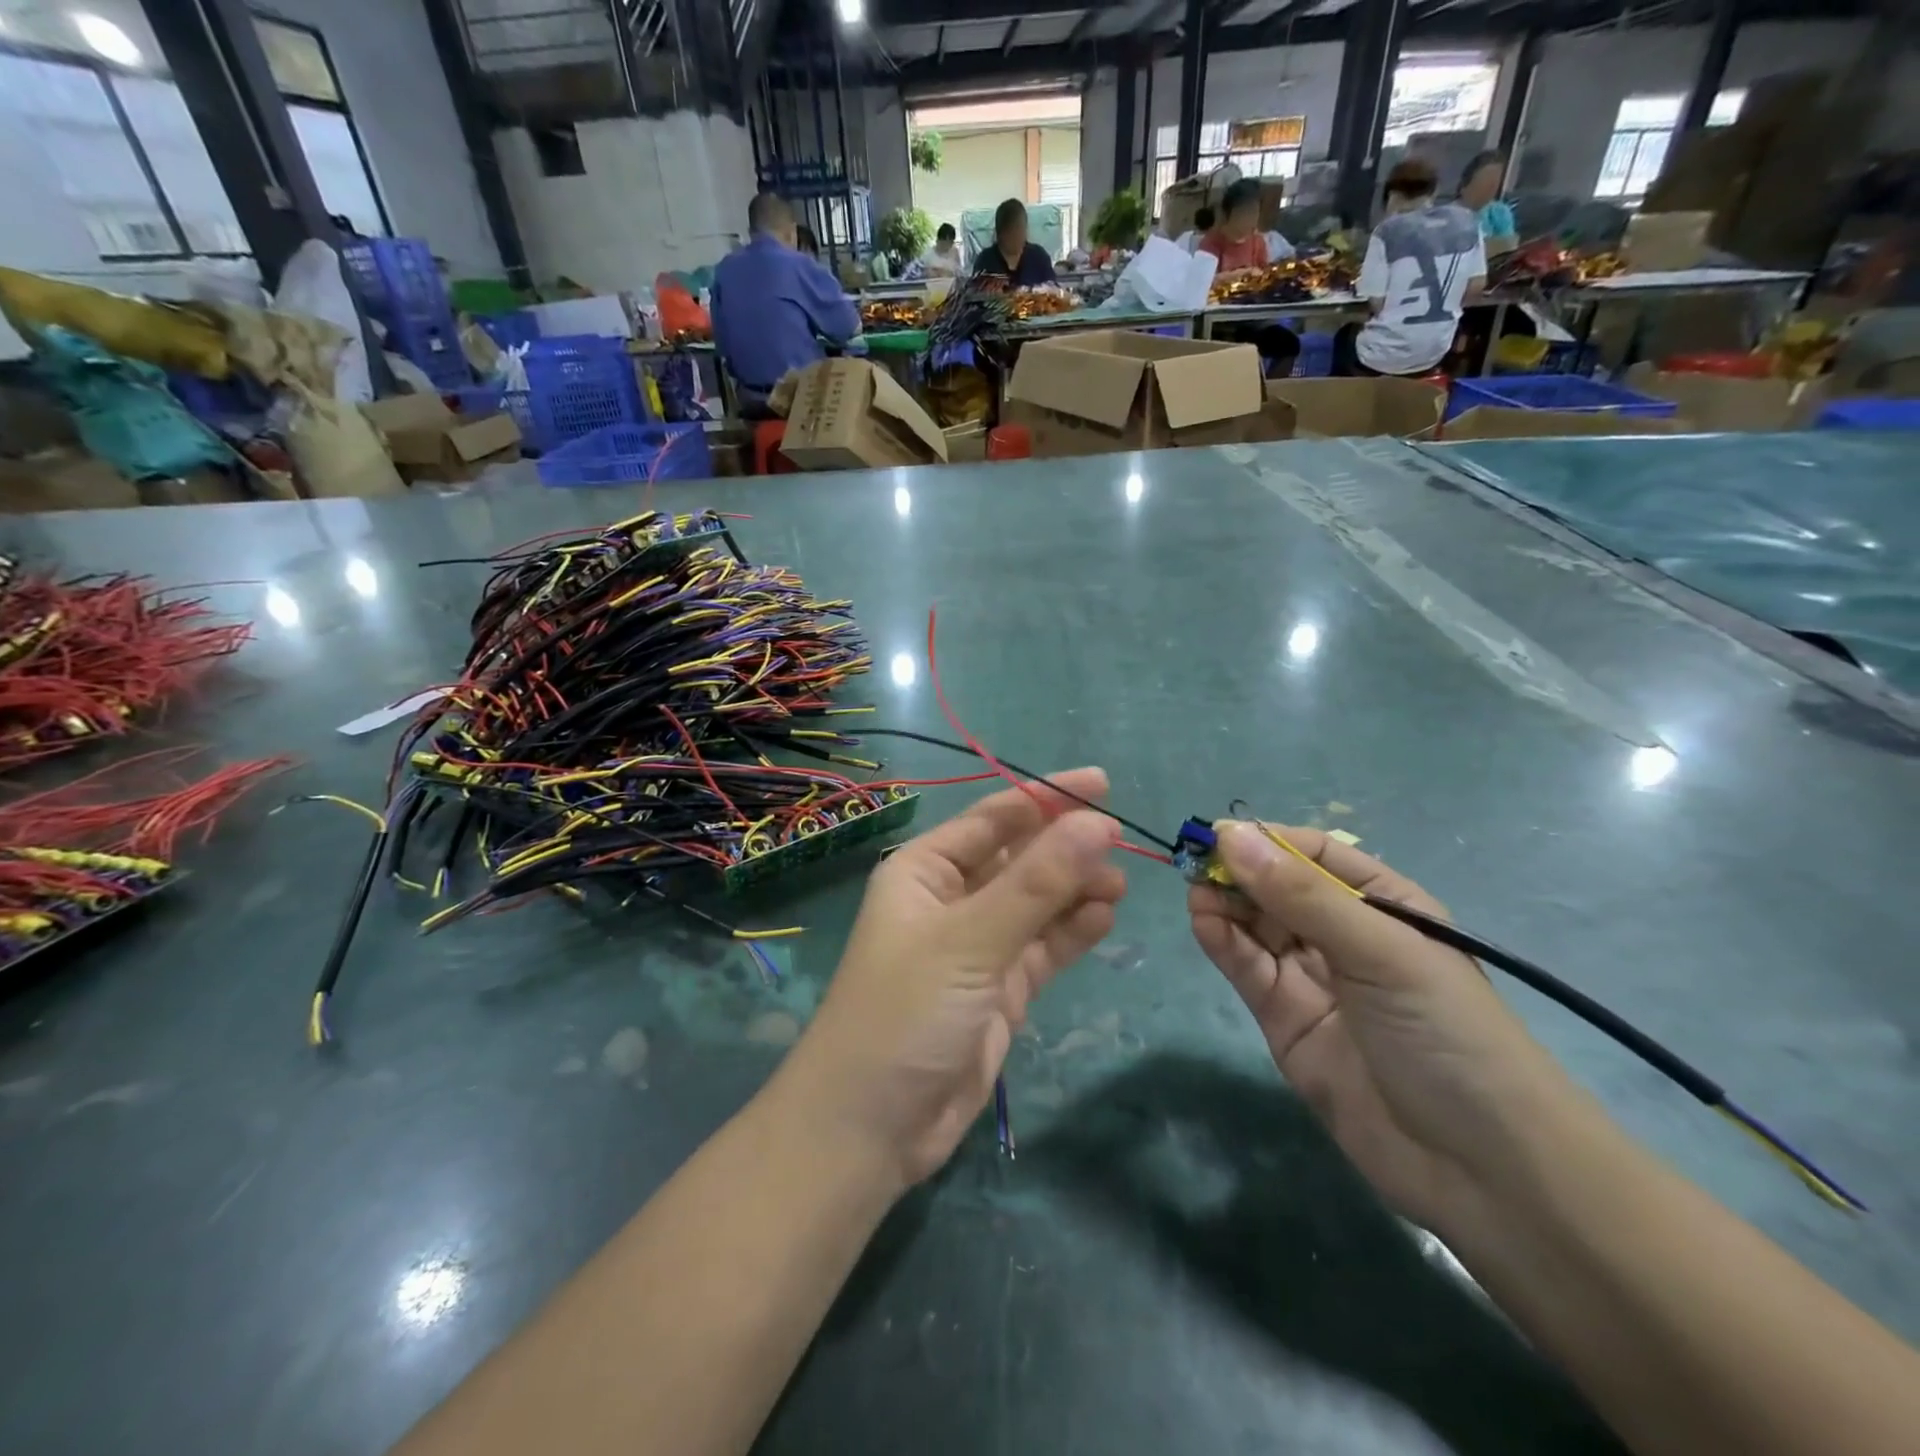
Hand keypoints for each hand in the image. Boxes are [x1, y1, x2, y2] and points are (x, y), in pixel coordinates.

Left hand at [780, 770, 1125, 1188]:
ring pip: (1037, 902)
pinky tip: (1106, 918)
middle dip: (1066, 846)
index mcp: (925, 870)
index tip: (1102, 784)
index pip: (994, 818)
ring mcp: (977, 945)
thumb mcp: (971, 939)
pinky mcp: (999, 988)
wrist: (872, 1128)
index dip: (1046, 797)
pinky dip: (1073, 930)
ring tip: (1120, 884)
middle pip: (1019, 857)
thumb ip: (1038, 883)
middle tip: (1121, 841)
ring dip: (1076, 889)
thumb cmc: (906, 1012)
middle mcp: (950, 899)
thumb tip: (1098, 823)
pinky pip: (1043, 946)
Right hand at [1189, 822, 1576, 1230]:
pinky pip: (1248, 969)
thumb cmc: (1445, 1033)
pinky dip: (1223, 944)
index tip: (1217, 836)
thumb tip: (1229, 835)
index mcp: (1383, 905)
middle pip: (1277, 889)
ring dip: (1225, 906)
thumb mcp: (1379, 950)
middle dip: (1238, 873)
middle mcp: (1345, 936)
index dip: (1266, 841)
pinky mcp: (1285, 1019)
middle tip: (1194, 866)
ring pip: (1256, 926)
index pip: (1314, 855)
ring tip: (1197, 895)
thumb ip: (1301, 894)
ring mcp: (1312, 979)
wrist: (1479, 1169)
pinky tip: (1203, 924)